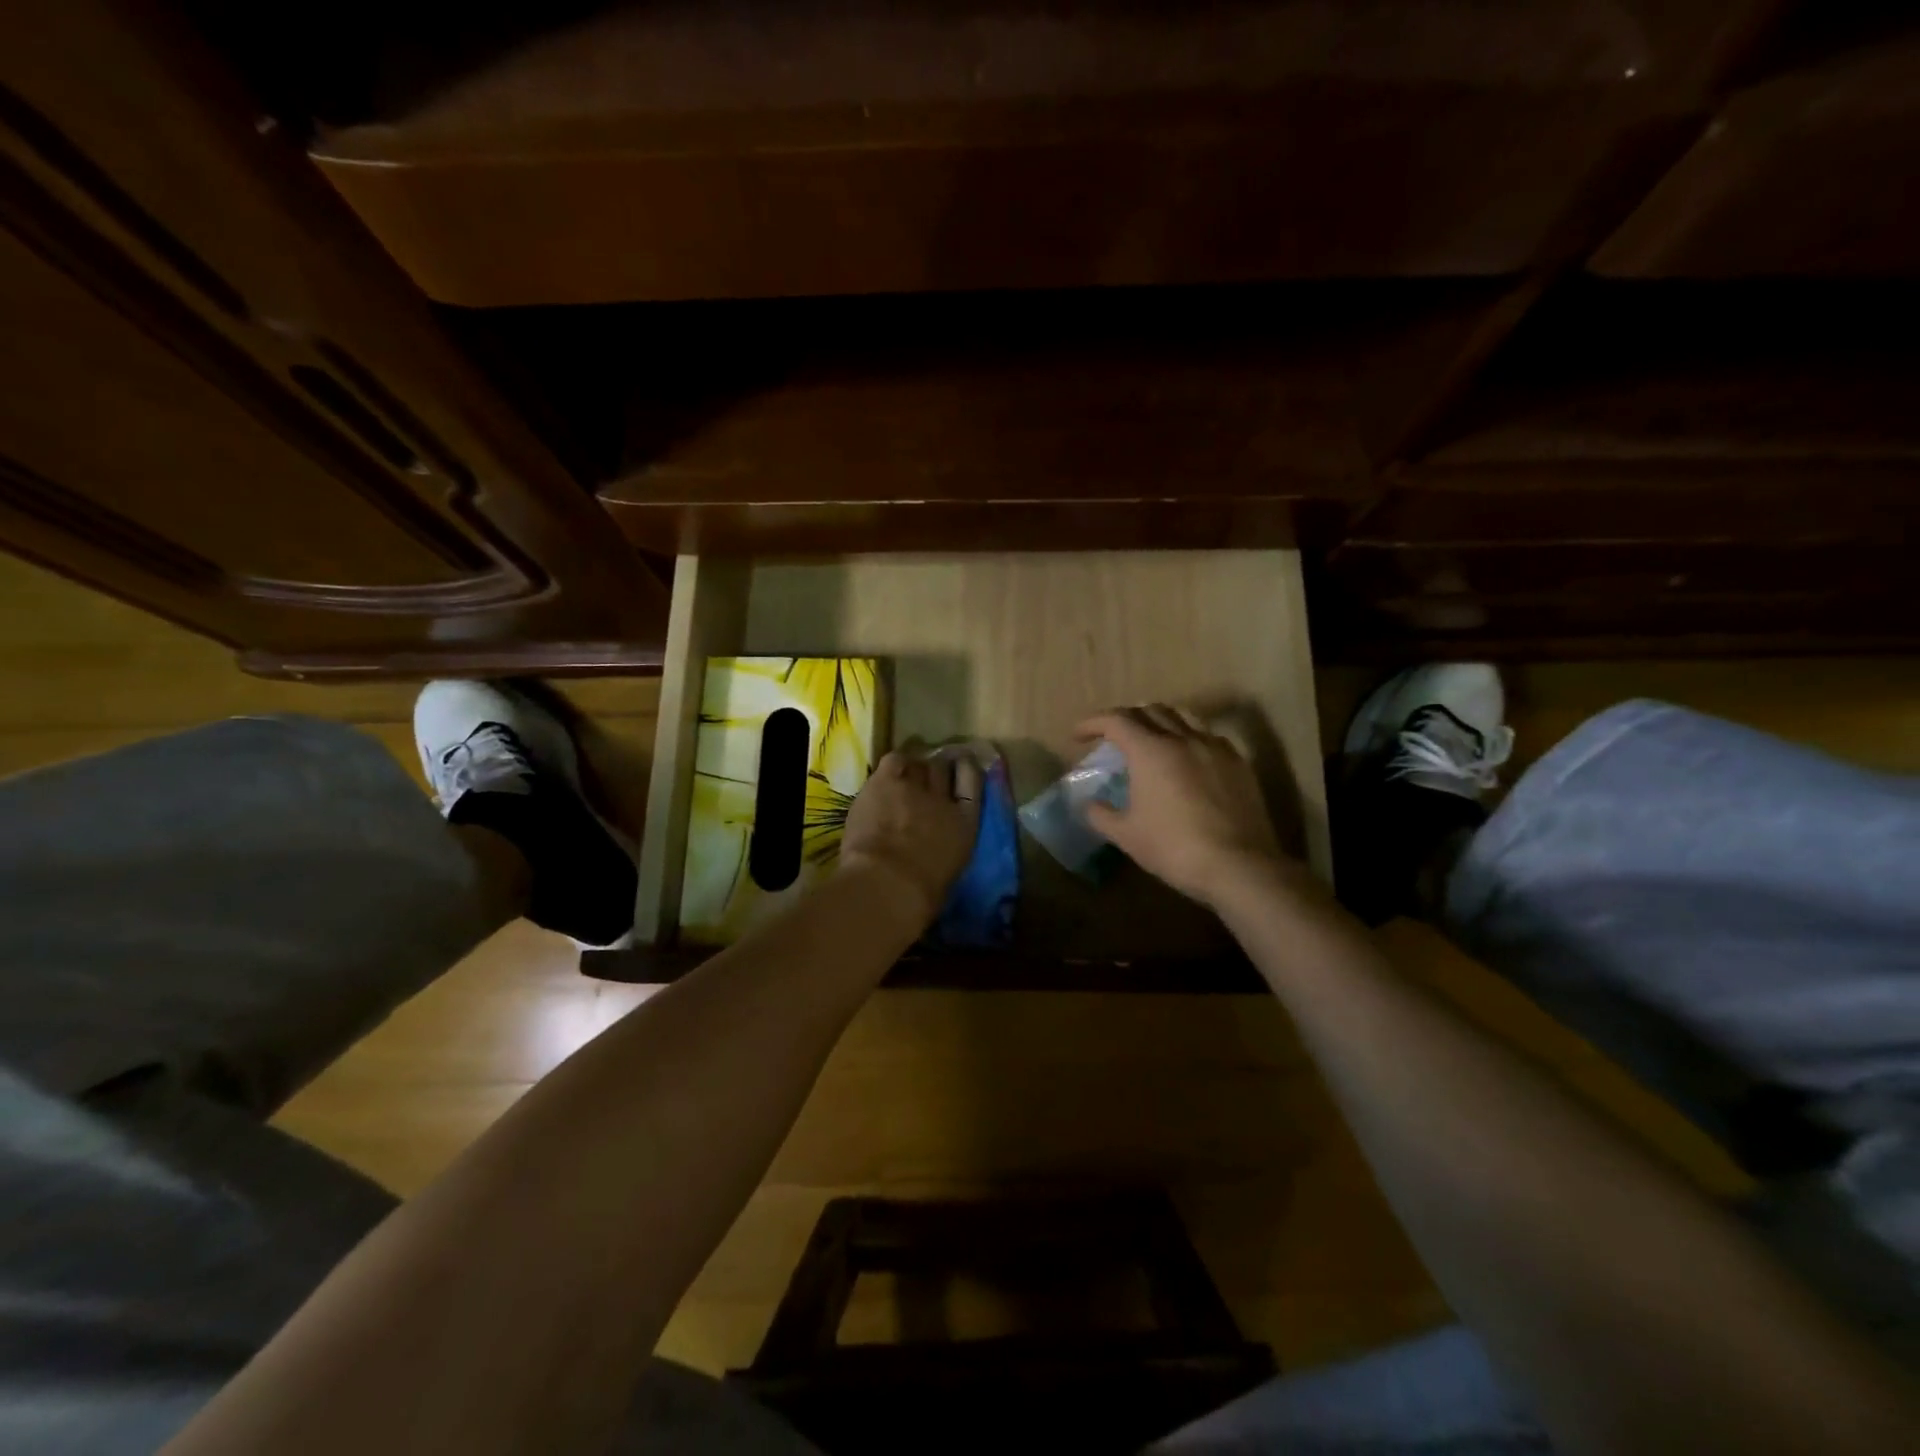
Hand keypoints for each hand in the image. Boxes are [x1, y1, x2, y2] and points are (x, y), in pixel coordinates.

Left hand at [840, 750, 983, 925]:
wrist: (889, 883)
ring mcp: (915, 786)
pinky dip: (893, 765)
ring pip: (917, 764)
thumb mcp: (949, 869)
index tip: (961, 765)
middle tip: (926, 774)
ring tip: (904, 776)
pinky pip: (893, 760)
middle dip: (936, 769)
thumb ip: (946, 846)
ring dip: (913, 769)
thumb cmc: (921, 893)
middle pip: (942, 768)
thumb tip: (937, 844)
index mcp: (966, 823)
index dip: (966, 770)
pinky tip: (888, 773)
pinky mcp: (886, 782)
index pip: (973, 782)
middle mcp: (944, 798)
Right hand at [1075, 706, 1289, 907]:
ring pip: (1183, 716)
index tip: (1078, 735)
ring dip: (1159, 720)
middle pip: (1149, 710)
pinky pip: (1208, 736)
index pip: (1116, 720)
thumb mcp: (1127, 835)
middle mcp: (1183, 738)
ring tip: (1150, 739)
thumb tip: (1089, 805)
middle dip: (1125, 718)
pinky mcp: (1238, 763)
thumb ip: (1101, 815)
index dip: (1093, 723)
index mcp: (1150, 751)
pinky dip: (1188, 737)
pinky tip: (1187, 758)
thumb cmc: (1174, 848)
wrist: (1239, 865)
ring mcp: (1215, 747)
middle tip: (1112, 737)